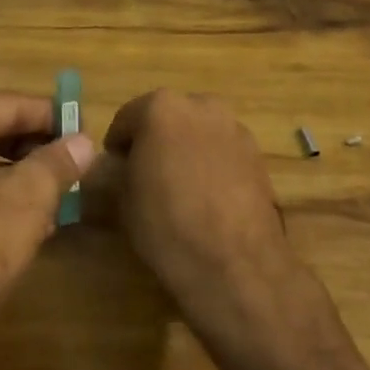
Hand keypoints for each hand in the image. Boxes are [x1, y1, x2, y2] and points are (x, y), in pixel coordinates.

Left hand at [0, 93, 94, 357]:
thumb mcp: (28, 201)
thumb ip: (59, 162)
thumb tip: (85, 142)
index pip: (11, 104)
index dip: (53, 118)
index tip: (85, 131)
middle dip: (31, 148)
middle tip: (70, 167)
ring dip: (11, 174)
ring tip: (51, 198)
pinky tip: (14, 221)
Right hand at [98, 90, 310, 347]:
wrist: (236, 264)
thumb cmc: (168, 225)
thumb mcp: (123, 199)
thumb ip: (115, 170)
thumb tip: (113, 164)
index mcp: (161, 107)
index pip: (126, 118)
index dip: (117, 147)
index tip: (115, 171)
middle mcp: (200, 104)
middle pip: (166, 117)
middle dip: (155, 141)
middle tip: (146, 176)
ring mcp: (233, 126)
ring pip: (197, 131)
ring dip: (185, 148)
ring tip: (181, 188)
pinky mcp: (256, 152)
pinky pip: (222, 149)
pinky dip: (211, 162)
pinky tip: (208, 197)